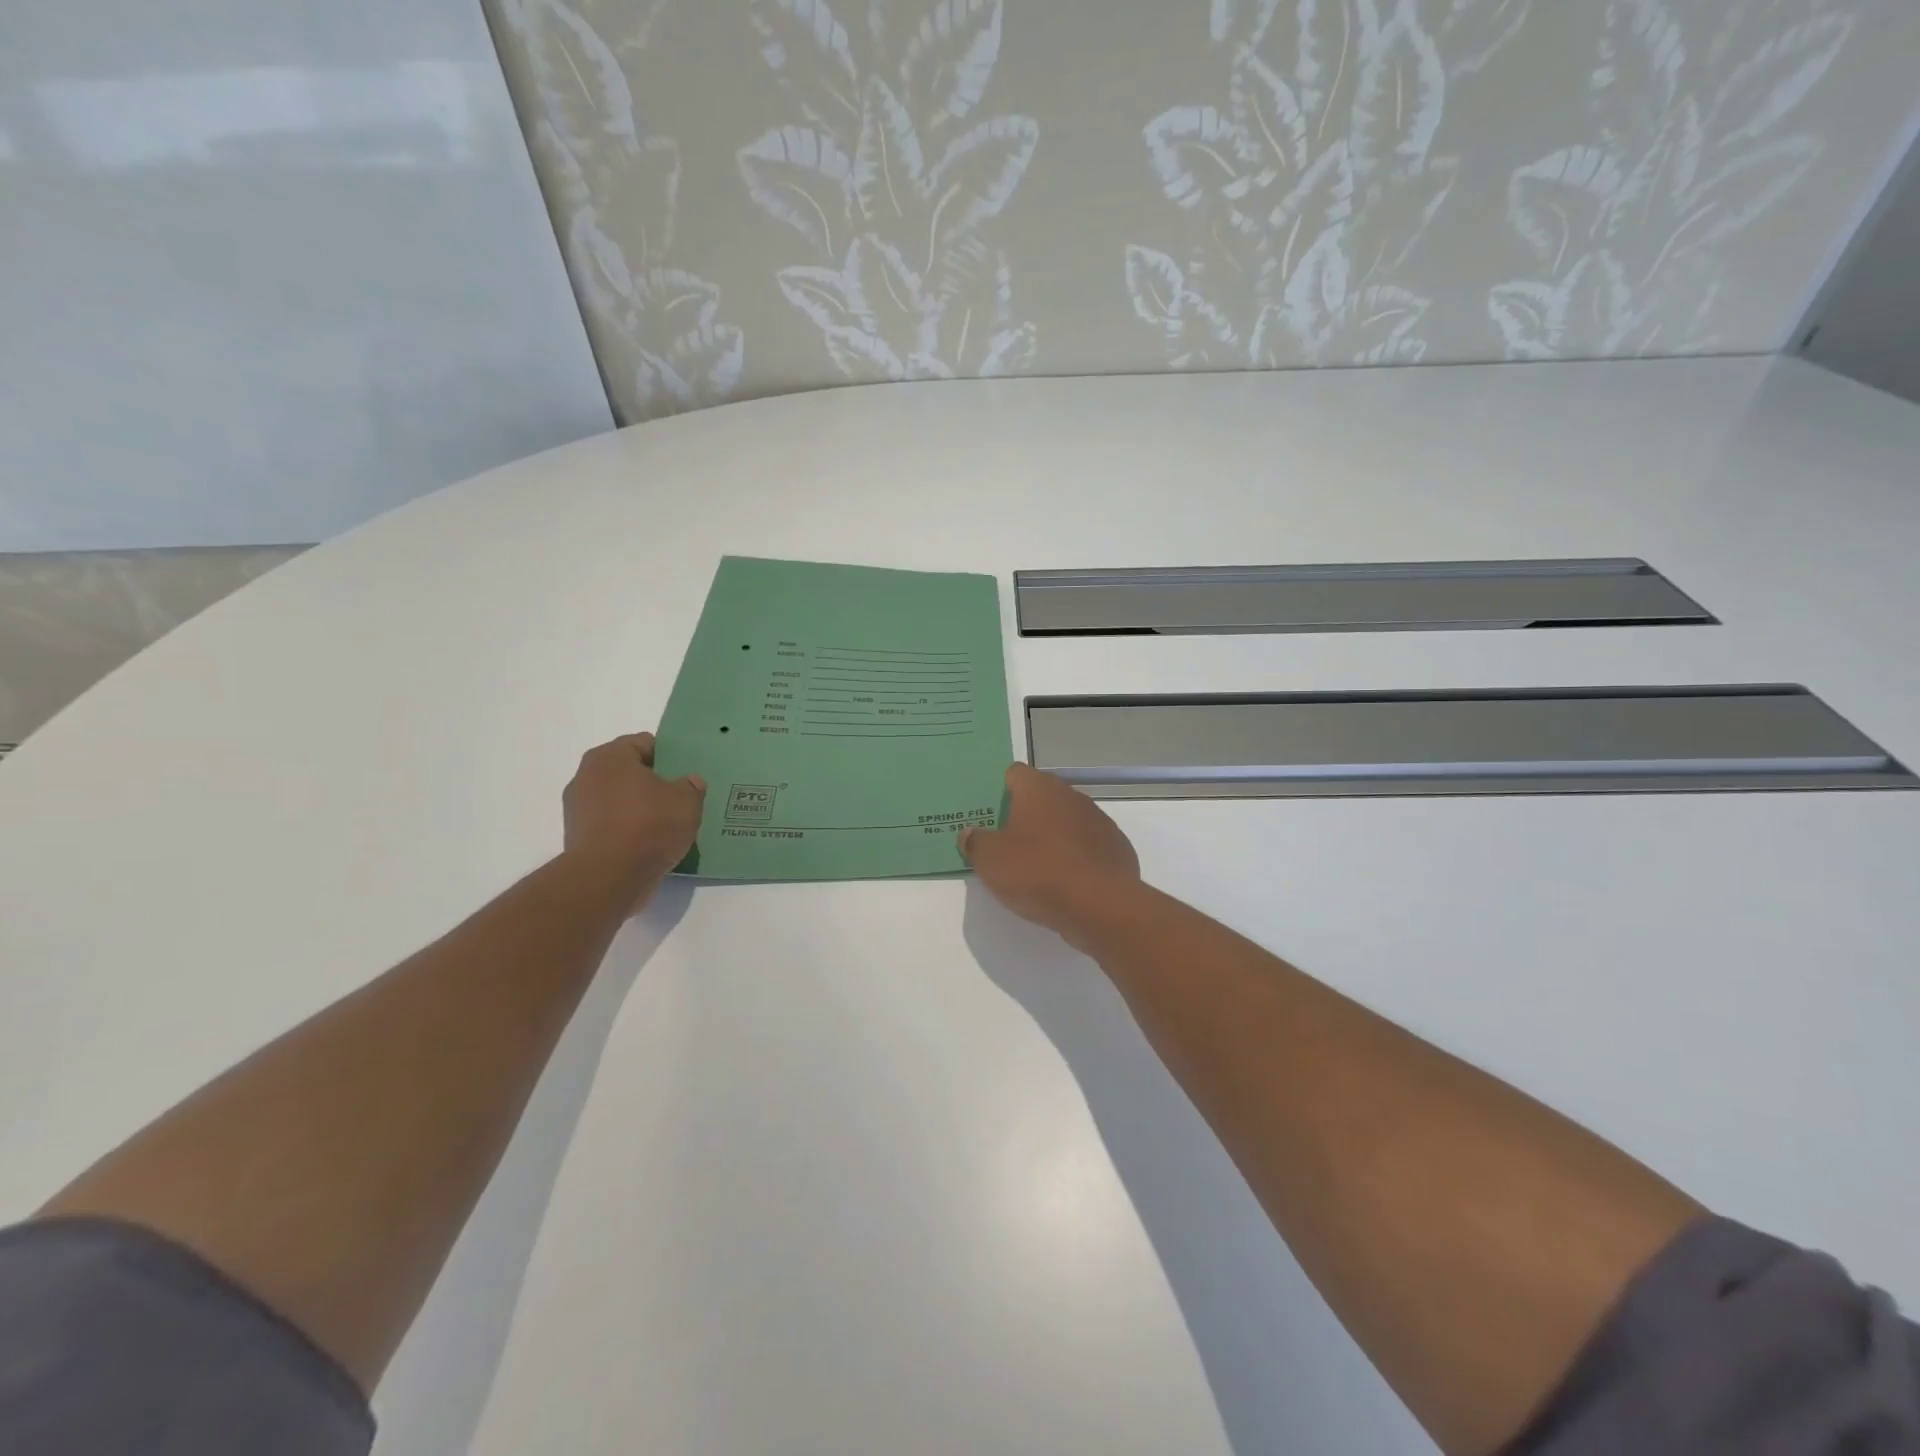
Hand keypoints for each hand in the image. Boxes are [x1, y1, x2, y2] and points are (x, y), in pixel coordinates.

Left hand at [562, 732, 705, 904]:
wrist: (608, 878)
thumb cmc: (648, 826)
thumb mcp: (686, 801)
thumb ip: (691, 786)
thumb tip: (689, 783)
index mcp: (610, 757)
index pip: (643, 743)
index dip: (668, 755)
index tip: (685, 772)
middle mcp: (587, 776)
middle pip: (628, 772)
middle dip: (652, 783)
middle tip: (679, 797)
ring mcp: (578, 809)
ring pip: (618, 800)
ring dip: (639, 808)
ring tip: (667, 824)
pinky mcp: (578, 838)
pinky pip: (611, 825)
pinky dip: (627, 831)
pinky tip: (650, 844)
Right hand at [959, 763, 1141, 948]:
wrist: (1100, 905)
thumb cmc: (1038, 872)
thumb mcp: (991, 861)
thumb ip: (976, 842)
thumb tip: (969, 833)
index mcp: (1038, 789)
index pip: (1014, 774)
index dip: (1000, 790)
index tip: (989, 814)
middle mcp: (1070, 795)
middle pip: (1042, 797)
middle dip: (1025, 815)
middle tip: (1006, 842)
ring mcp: (1098, 820)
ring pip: (1067, 821)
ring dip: (1052, 836)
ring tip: (1036, 865)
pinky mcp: (1116, 846)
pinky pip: (1088, 845)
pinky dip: (1076, 857)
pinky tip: (1066, 881)